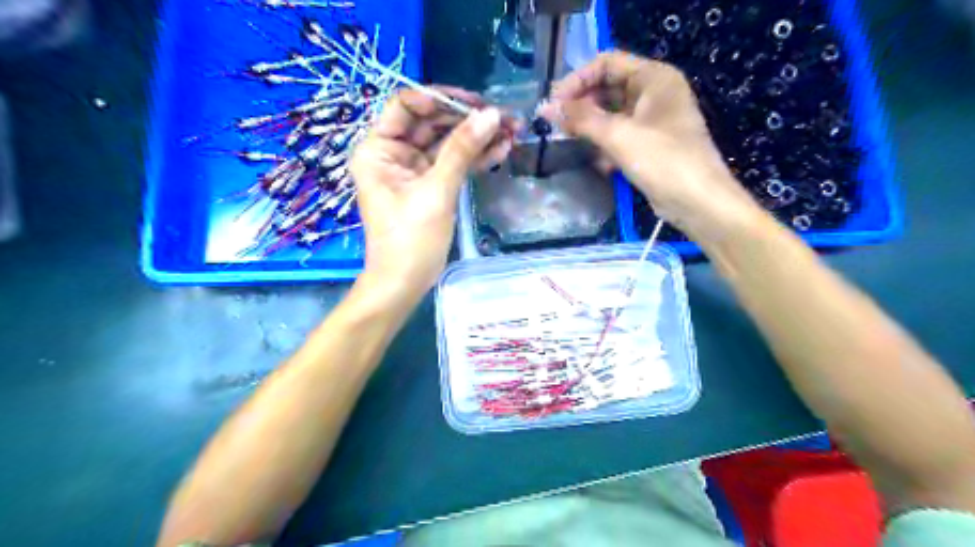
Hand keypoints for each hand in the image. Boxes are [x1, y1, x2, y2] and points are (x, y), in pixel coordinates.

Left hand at [353, 89, 517, 302]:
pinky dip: (474, 158)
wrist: (404, 283)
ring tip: (512, 132)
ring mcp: (412, 169)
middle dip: (467, 119)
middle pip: (431, 122)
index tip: (476, 104)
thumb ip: (461, 150)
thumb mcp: (436, 191)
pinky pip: (452, 163)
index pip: (407, 105)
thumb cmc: (410, 239)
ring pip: (446, 142)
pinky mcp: (429, 185)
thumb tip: (491, 115)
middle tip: (504, 118)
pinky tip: (501, 150)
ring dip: (476, 137)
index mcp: (378, 148)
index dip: (440, 98)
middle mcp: (392, 153)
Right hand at [540, 52, 760, 239]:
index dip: (577, 79)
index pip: (607, 63)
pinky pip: (619, 135)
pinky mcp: (649, 144)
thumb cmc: (663, 160)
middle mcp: (654, 93)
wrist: (698, 202)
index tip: (553, 103)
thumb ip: (581, 119)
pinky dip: (604, 145)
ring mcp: (652, 120)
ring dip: (590, 127)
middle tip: (555, 124)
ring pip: (611, 114)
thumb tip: (546, 107)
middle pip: (607, 88)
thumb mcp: (618, 135)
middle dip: (581, 105)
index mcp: (654, 77)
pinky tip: (595, 161)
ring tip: (568, 142)